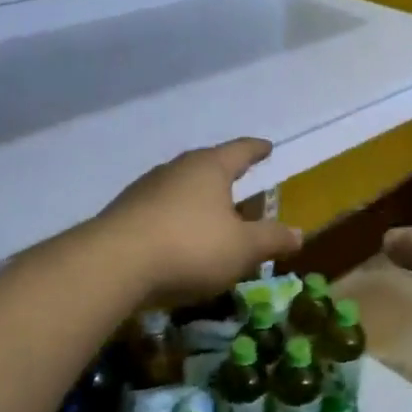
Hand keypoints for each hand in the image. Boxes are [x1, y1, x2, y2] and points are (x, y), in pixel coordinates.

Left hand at [96, 138, 301, 308]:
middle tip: (239, 178)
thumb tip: (299, 233)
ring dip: (196, 198)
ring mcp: (145, 189)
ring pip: (179, 187)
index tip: (266, 147)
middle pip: (206, 165)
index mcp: (209, 168)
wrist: (113, 264)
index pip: (240, 151)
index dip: (256, 150)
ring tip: (209, 211)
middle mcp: (176, 170)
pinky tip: (176, 237)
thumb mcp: (243, 249)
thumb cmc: (190, 247)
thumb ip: (272, 239)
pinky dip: (174, 218)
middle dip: (223, 172)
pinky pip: (158, 210)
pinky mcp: (123, 214)